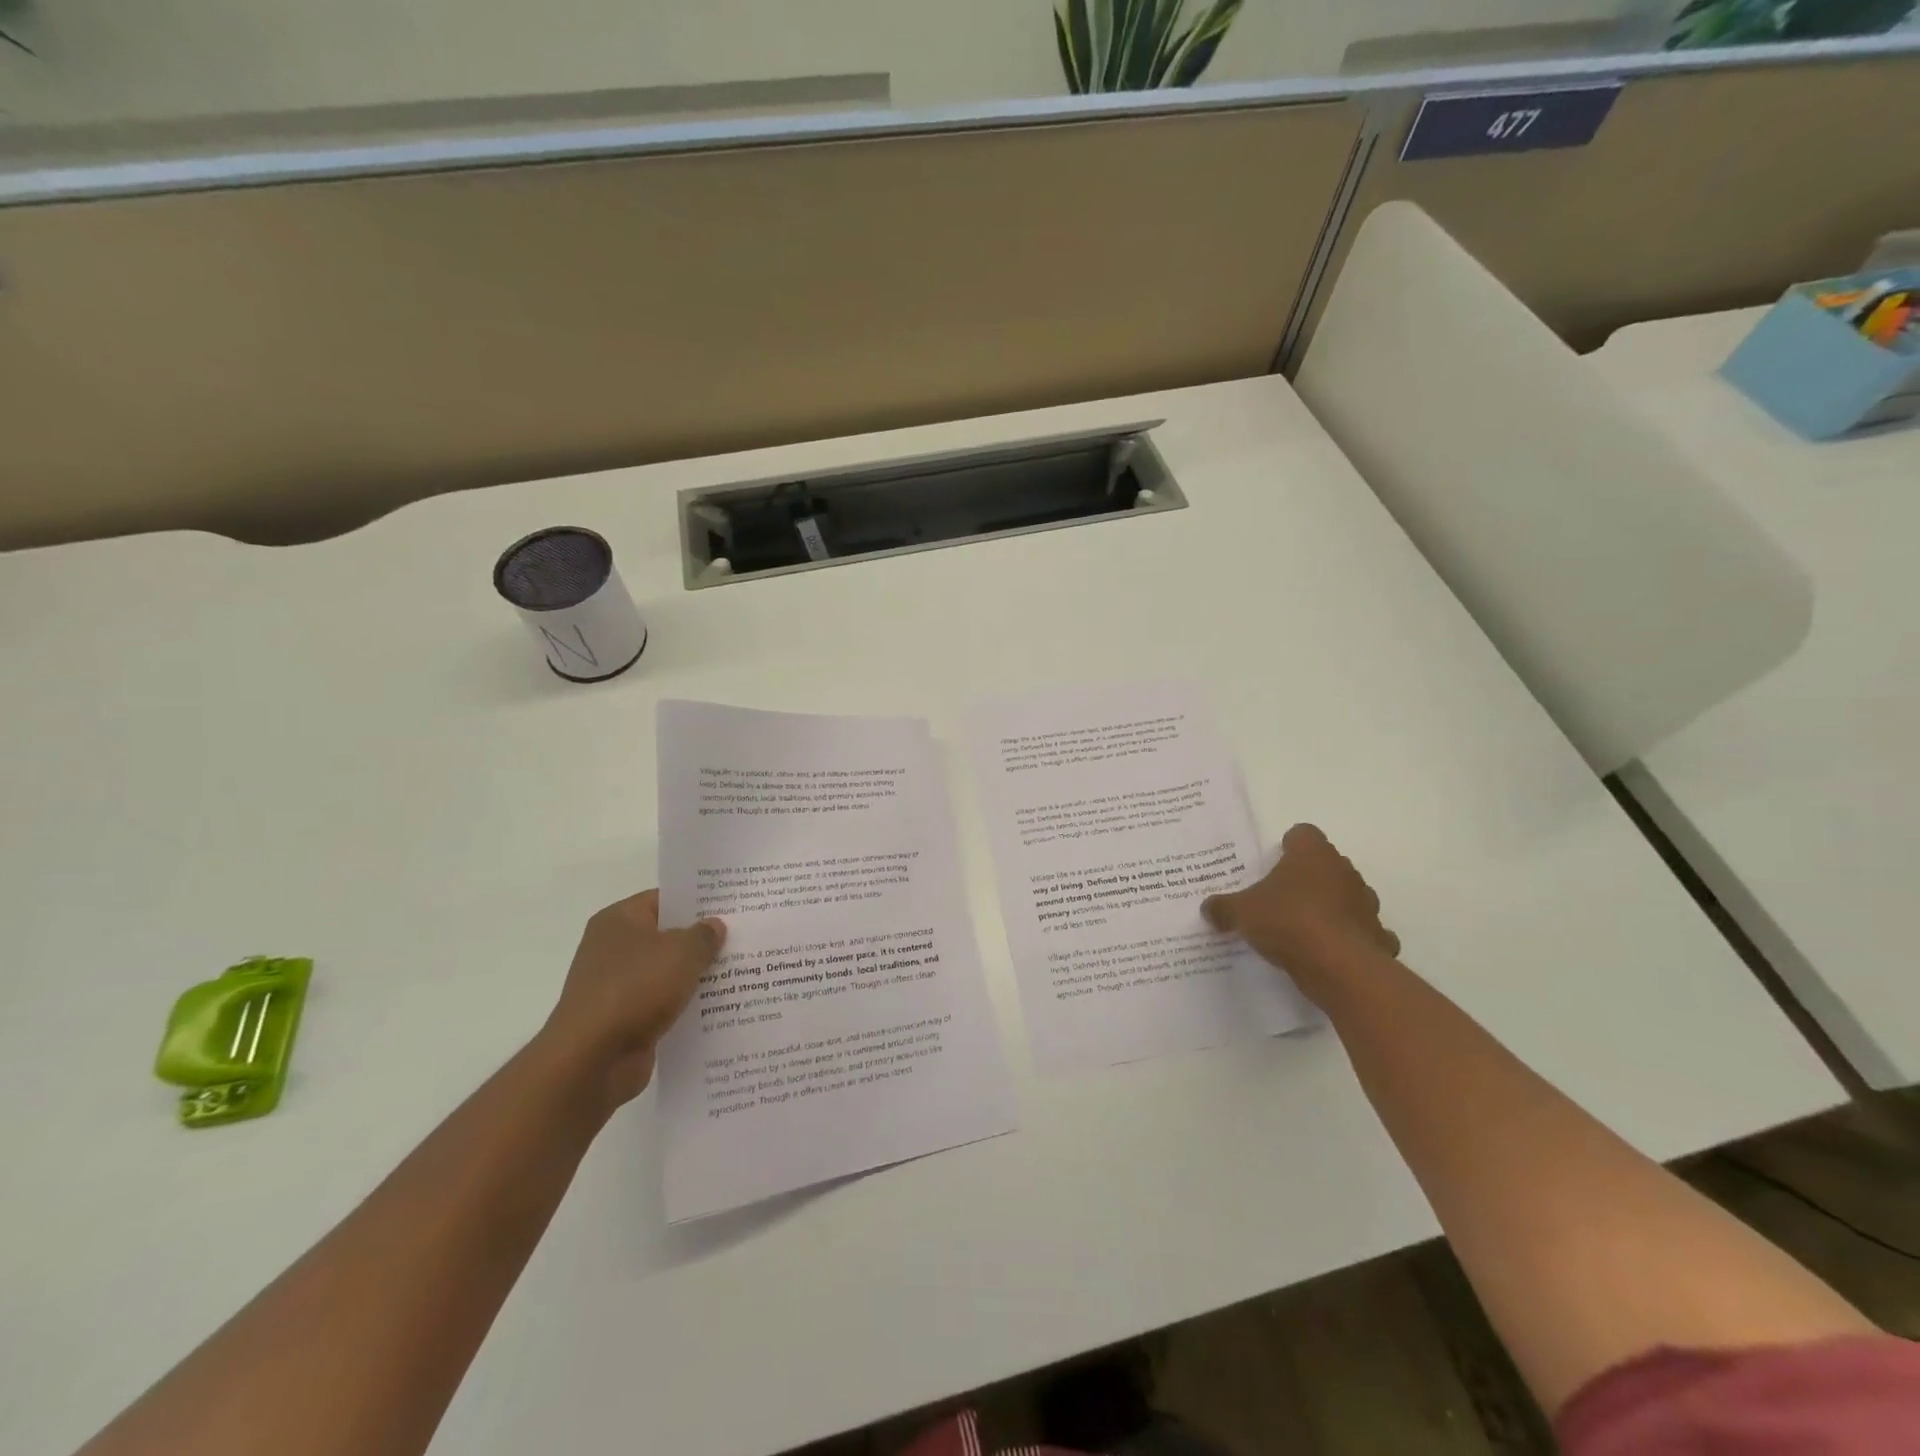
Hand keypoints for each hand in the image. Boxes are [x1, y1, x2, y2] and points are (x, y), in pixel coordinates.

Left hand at [541, 890, 725, 1111]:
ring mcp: (616, 986)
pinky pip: (662, 1004)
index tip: (731, 906)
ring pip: (666, 972)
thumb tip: (714, 926)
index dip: (697, 901)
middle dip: (701, 940)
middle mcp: (612, 949)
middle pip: (666, 936)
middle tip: (742, 937)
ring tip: (740, 972)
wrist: (592, 1060)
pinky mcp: (624, 1020)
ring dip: (696, 975)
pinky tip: (718, 1006)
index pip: (664, 900)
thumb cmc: (635, 989)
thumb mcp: (682, 952)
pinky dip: (684, 1005)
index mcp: (619, 920)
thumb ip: (704, 935)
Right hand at [1202, 825, 1397, 986]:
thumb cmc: (1288, 922)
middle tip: (1281, 897)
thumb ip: (1224, 907)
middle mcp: (1344, 872)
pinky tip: (1330, 952)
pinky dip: (1350, 938)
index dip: (1289, 845)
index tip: (1274, 861)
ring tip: (1305, 927)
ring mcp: (1366, 904)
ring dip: (1332, 907)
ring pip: (1348, 897)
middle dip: (1308, 878)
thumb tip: (1208, 907)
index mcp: (1312, 855)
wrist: (1339, 967)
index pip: (1303, 834)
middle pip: (1326, 865)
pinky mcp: (1378, 937)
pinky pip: (1363, 932)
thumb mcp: (1241, 912)